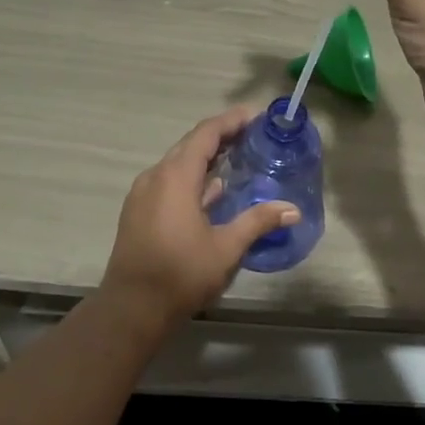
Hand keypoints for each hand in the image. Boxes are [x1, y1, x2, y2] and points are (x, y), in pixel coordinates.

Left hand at [98, 106, 299, 327]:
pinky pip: (168, 181)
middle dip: (221, 136)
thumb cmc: (181, 274)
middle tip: (252, 136)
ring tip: (237, 160)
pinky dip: (192, 177)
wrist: (131, 308)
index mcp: (176, 177)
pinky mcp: (138, 212)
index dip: (232, 121)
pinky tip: (211, 192)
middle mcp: (155, 176)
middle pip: (190, 145)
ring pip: (178, 164)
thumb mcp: (226, 248)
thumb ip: (258, 221)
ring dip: (206, 158)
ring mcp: (143, 194)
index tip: (256, 116)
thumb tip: (292, 209)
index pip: (206, 134)